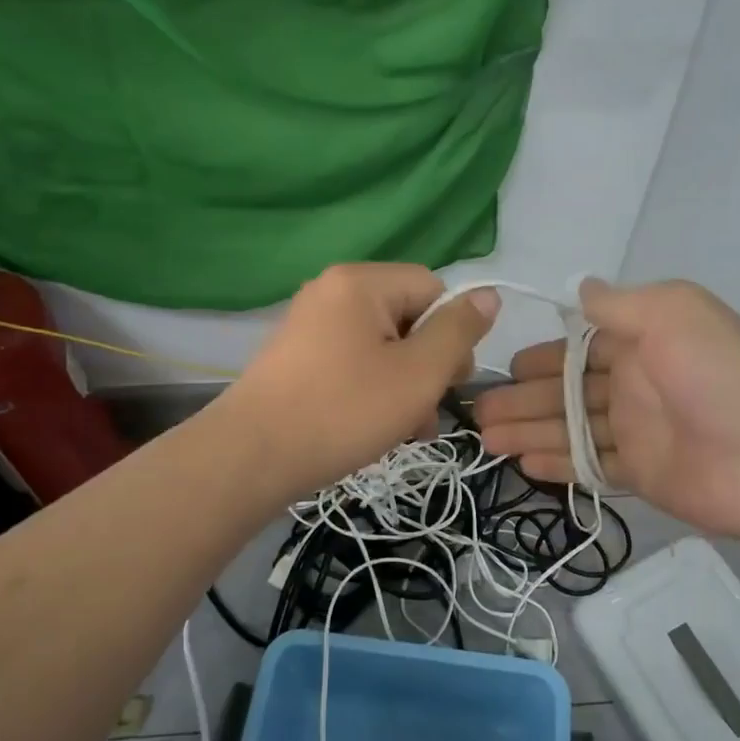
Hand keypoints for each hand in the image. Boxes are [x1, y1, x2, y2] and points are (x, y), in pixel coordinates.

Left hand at [220, 263, 498, 498]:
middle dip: (427, 367)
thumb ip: (459, 331)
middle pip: (408, 318)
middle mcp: (332, 291)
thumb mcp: (418, 373)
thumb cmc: (343, 411)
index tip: (448, 382)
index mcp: (361, 282)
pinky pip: (353, 362)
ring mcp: (310, 324)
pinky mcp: (297, 357)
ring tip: (405, 432)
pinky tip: (375, 430)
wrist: (251, 457)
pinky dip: (372, 390)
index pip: (434, 289)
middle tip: (425, 413)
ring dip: (404, 386)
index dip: (451, 335)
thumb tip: (488, 295)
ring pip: (383, 347)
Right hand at [474, 278, 739, 544]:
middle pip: (566, 390)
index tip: (504, 366)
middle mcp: (635, 383)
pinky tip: (523, 465)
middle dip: (522, 399)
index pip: (580, 346)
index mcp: (642, 341)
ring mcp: (638, 431)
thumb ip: (618, 304)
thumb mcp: (671, 314)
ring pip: (570, 429)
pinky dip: (558, 465)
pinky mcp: (641, 474)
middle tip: (478, 413)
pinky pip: (590, 466)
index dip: (542, 356)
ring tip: (486, 441)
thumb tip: (579, 287)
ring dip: (529, 432)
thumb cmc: (718, 376)